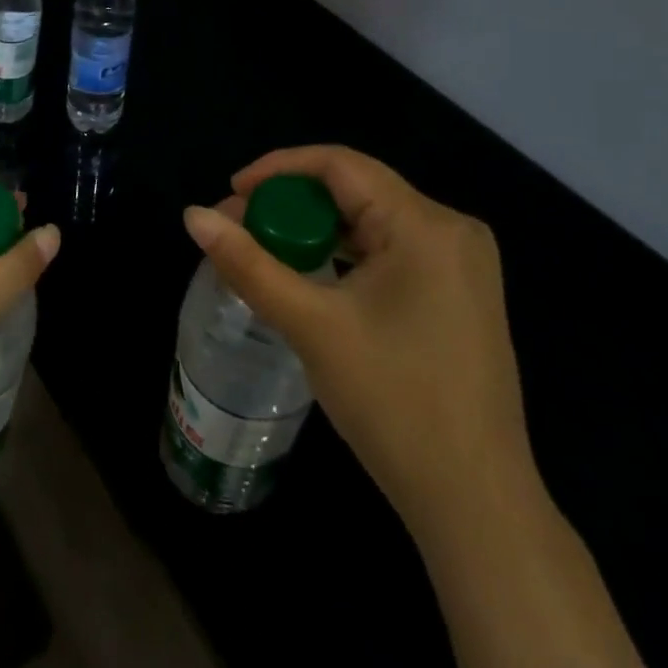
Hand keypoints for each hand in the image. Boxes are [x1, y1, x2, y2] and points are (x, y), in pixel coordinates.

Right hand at [183, 145, 534, 530]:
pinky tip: (313, 275)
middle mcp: (452, 229)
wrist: (475, 502)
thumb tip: (192, 215)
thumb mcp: (311, 326)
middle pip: (356, 189)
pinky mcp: (460, 293)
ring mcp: (462, 264)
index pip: (340, 164)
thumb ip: (248, 264)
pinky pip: (391, 250)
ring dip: (317, 230)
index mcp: (426, 225)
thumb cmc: (393, 403)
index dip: (278, 169)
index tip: (231, 193)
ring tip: (265, 250)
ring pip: (372, 221)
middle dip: (292, 203)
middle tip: (240, 227)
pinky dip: (346, 254)